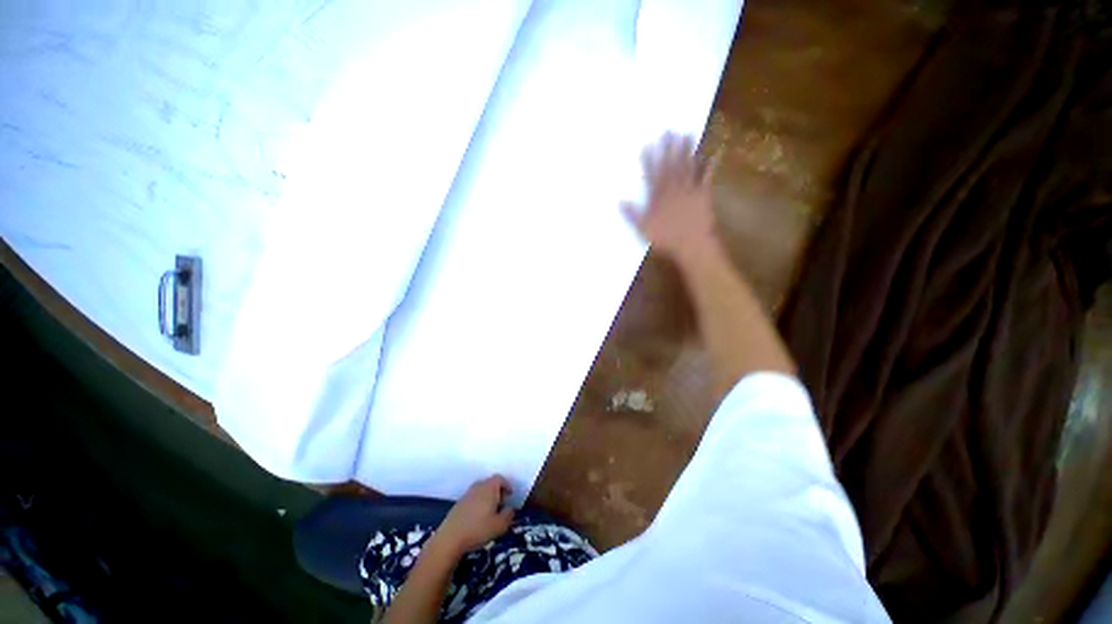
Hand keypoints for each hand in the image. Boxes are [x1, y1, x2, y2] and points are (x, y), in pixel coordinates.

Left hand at [429, 476, 513, 558]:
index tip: (510, 496)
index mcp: (490, 487)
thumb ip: (509, 515)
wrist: (450, 538)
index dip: (507, 485)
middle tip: (501, 505)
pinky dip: (478, 503)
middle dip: (497, 491)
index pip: (500, 478)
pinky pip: (473, 498)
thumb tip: (510, 509)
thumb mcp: (500, 525)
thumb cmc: (478, 529)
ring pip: (481, 490)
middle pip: (490, 483)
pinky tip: (478, 518)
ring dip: (487, 498)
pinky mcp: (459, 503)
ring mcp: (467, 494)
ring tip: (490, 512)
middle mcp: (478, 486)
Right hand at [622, 133, 715, 260]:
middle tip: (670, 130)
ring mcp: (689, 189)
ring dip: (687, 150)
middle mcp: (674, 188)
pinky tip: (714, 152)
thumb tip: (620, 201)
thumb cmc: (665, 238)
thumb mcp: (643, 228)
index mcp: (658, 196)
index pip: (652, 174)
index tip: (648, 143)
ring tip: (688, 133)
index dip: (649, 159)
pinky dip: (710, 164)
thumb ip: (632, 214)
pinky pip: (707, 176)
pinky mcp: (703, 194)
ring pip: (687, 166)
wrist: (691, 244)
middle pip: (670, 165)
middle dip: (669, 147)